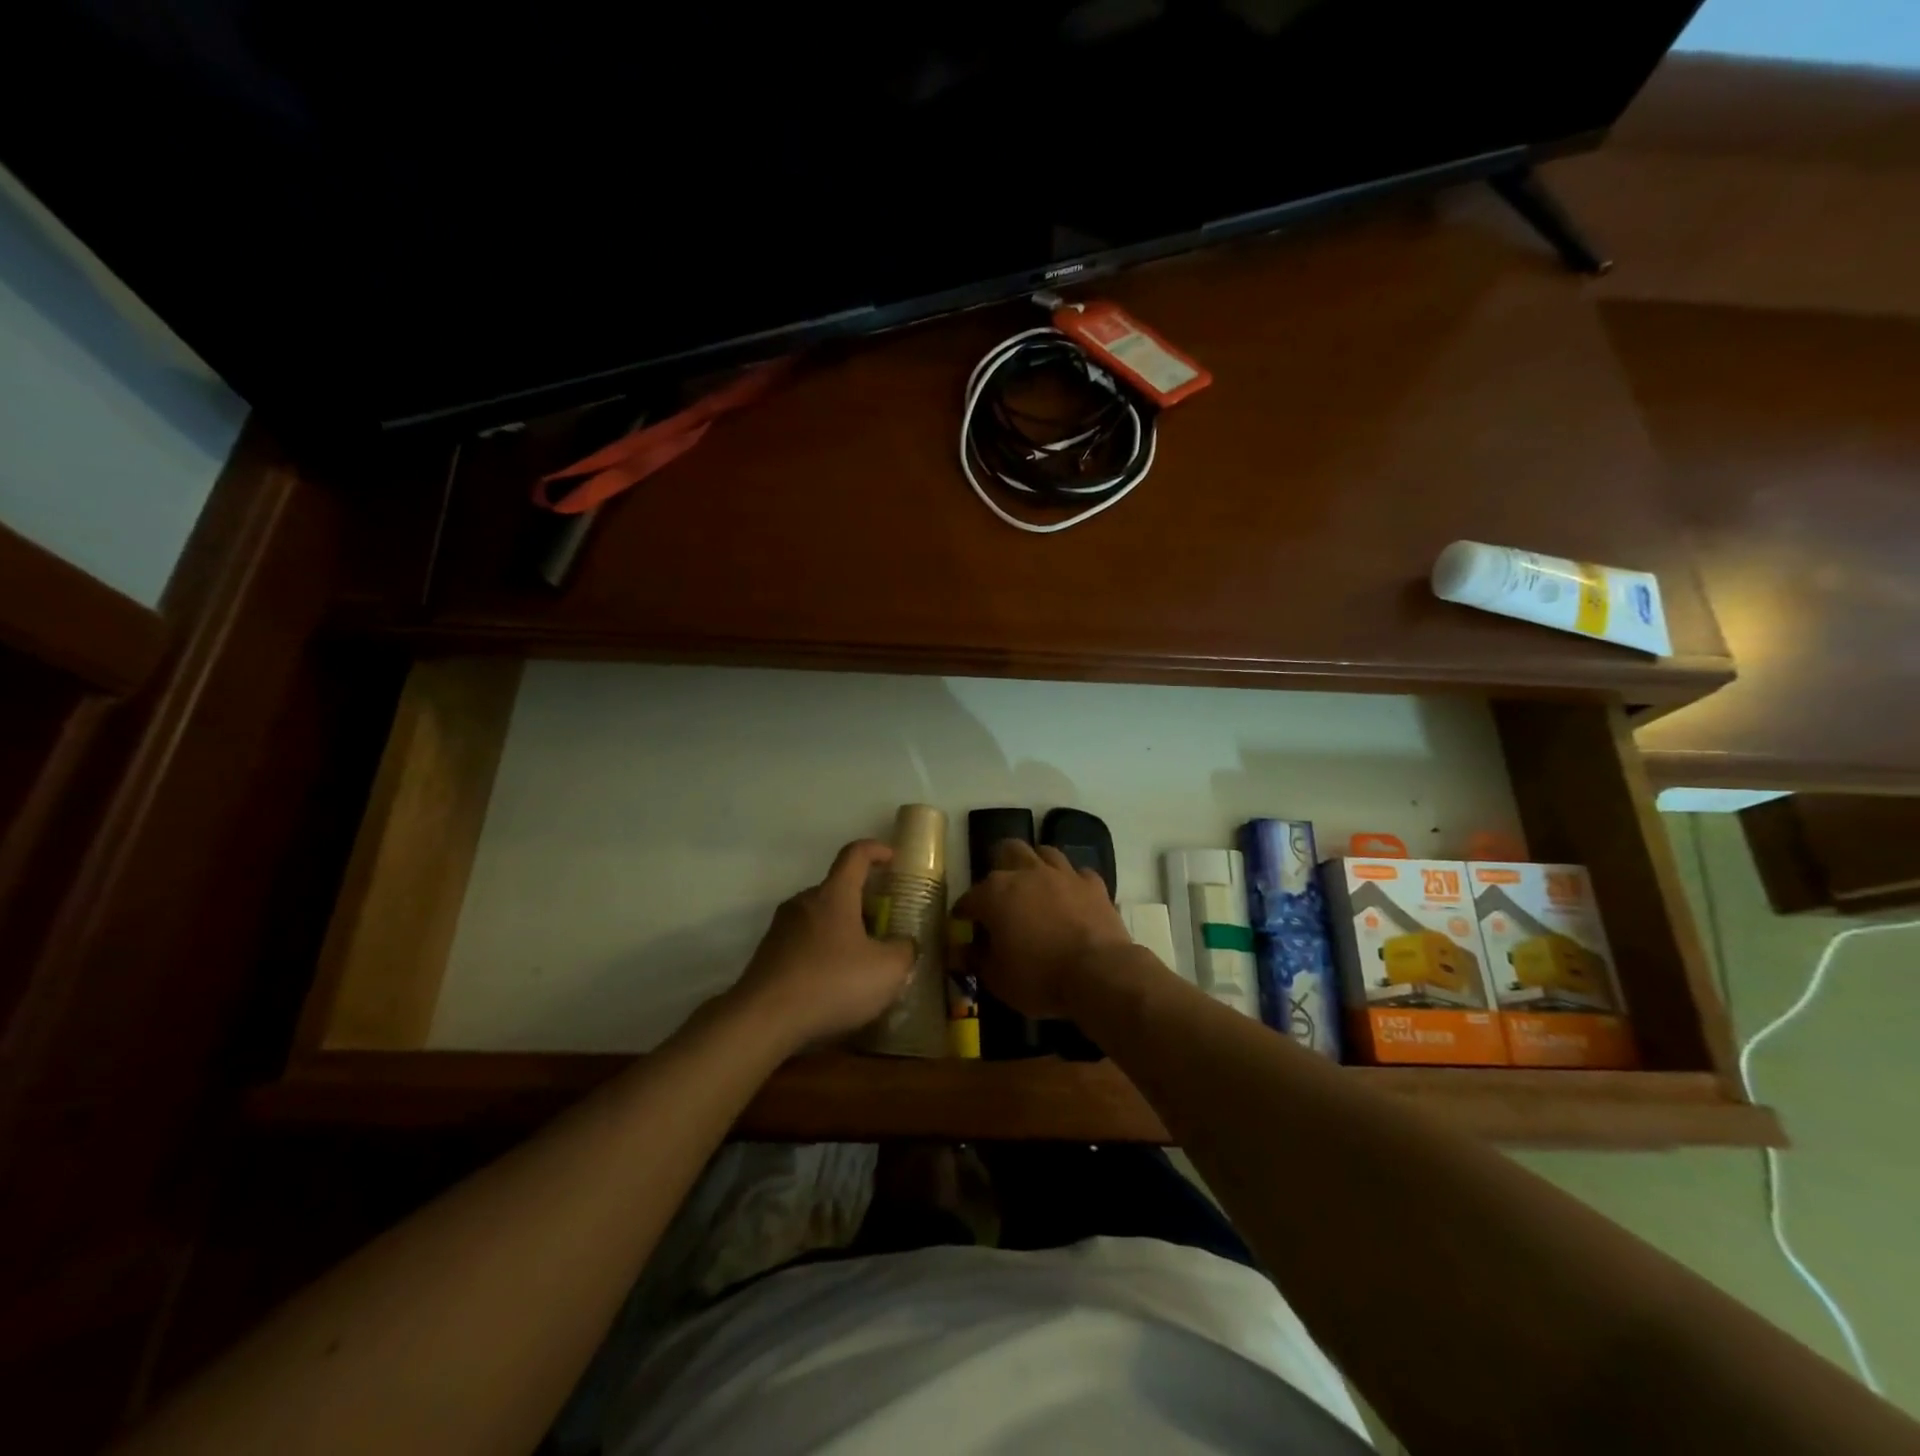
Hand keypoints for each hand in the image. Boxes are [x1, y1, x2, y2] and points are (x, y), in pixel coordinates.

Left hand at [729, 840, 914, 1053]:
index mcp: (834, 894)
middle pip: (837, 890)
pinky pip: (804, 944)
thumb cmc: (831, 983)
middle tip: (885, 927)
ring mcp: (781, 928)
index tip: (893, 859)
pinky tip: (834, 984)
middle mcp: (804, 902)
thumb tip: (904, 944)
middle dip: (863, 903)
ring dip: (842, 931)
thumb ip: (904, 951)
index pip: (855, 854)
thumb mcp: (887, 971)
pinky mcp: (768, 955)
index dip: (876, 850)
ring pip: (820, 918)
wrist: (762, 1020)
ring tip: (861, 962)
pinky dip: (823, 954)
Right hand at [952, 840, 1136, 1019]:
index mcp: (996, 893)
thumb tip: (962, 951)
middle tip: (1000, 891)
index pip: (969, 898)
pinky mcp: (1094, 885)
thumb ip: (976, 959)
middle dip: (1000, 865)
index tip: (962, 925)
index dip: (963, 912)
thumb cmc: (1039, 977)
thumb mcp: (997, 978)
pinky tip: (1071, 897)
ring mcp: (1063, 874)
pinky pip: (1079, 874)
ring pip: (1045, 852)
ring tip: (1035, 885)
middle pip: (1008, 850)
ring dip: (1036, 865)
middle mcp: (1027, 873)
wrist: (1099, 974)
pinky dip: (1072, 883)